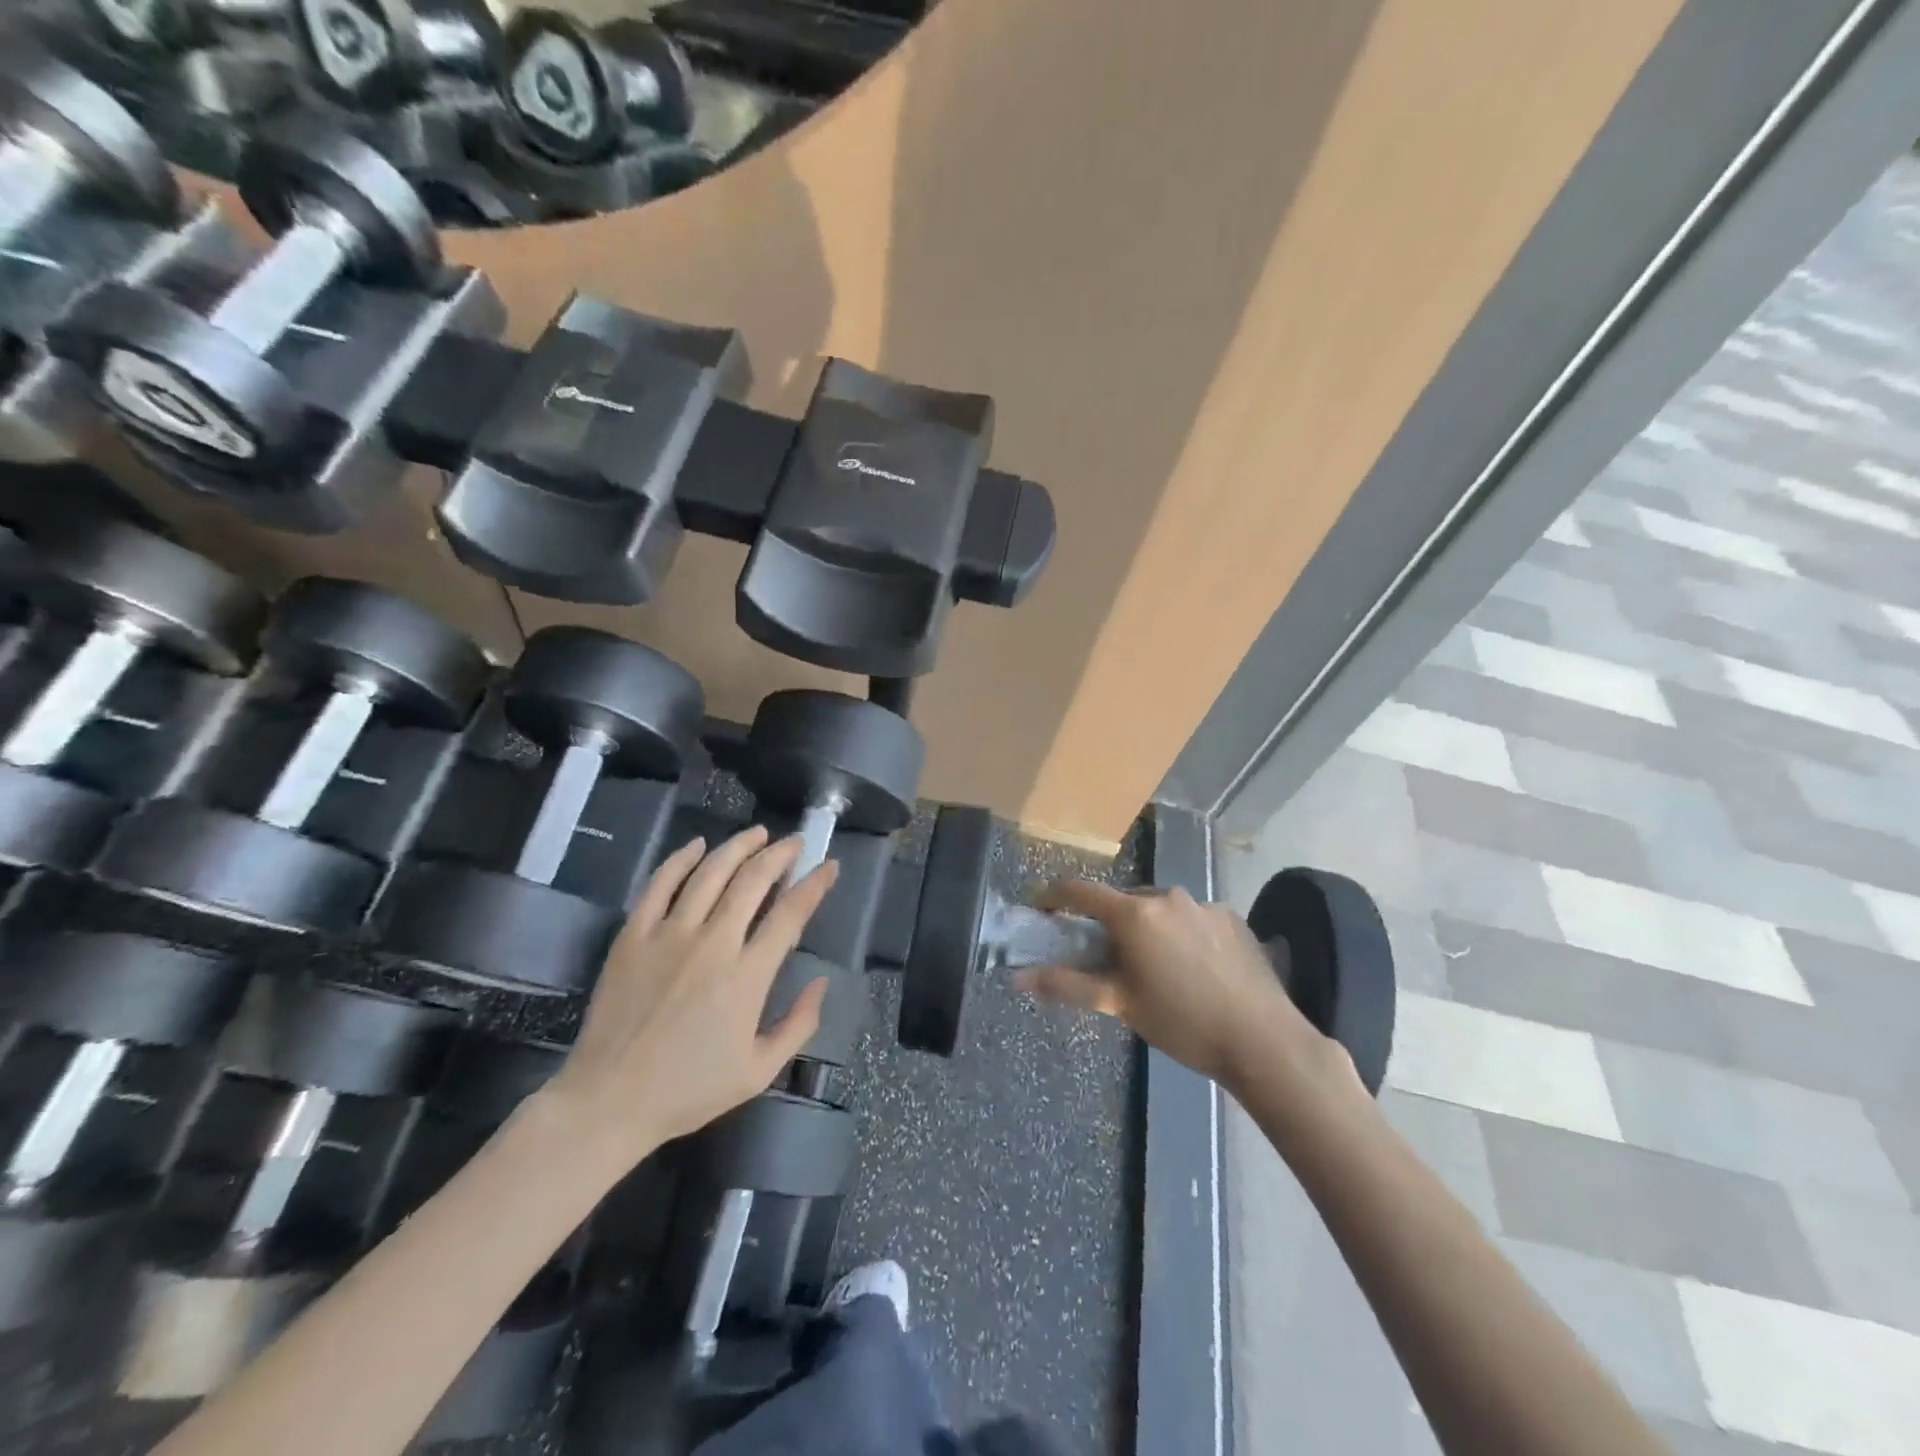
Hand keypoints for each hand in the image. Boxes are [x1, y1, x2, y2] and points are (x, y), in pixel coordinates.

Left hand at [542, 827, 837, 1171]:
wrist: (609, 1101)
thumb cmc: (689, 1090)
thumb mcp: (759, 1071)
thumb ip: (799, 1024)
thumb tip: (821, 982)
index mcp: (747, 977)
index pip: (790, 914)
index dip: (815, 885)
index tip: (829, 866)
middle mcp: (712, 944)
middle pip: (753, 881)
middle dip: (780, 854)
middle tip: (795, 842)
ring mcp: (668, 935)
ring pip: (710, 873)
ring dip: (738, 847)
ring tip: (757, 834)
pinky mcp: (633, 936)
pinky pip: (659, 884)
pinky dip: (680, 859)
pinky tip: (697, 844)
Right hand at [1019, 881, 1340, 1090]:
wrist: (1263, 1040)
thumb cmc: (1182, 1023)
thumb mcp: (1121, 1005)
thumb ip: (1068, 985)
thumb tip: (1019, 977)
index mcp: (1134, 914)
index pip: (1080, 891)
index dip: (1054, 897)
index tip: (1042, 911)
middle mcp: (1166, 896)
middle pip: (1122, 901)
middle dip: (1109, 924)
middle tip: (1109, 961)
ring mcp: (1203, 903)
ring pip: (1159, 908)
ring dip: (1148, 929)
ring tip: (1158, 970)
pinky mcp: (1231, 917)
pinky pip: (1191, 917)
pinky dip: (1181, 934)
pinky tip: (1195, 969)